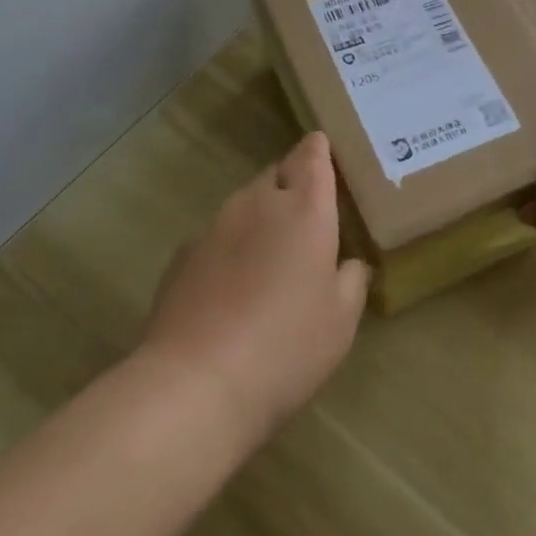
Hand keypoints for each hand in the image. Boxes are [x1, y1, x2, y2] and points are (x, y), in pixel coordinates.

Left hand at [139, 131, 369, 443]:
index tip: (325, 156)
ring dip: (261, 215)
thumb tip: (349, 264)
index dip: (319, 151)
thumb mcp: (341, 322)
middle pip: (277, 173)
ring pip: (245, 203)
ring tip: (270, 255)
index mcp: (305, 208)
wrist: (195, 384)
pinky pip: (217, 234)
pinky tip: (232, 285)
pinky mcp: (183, 253)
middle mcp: (259, 202)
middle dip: (292, 183)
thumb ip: (351, 281)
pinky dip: (231, 245)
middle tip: (307, 216)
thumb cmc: (286, 346)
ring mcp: (215, 225)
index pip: (312, 155)